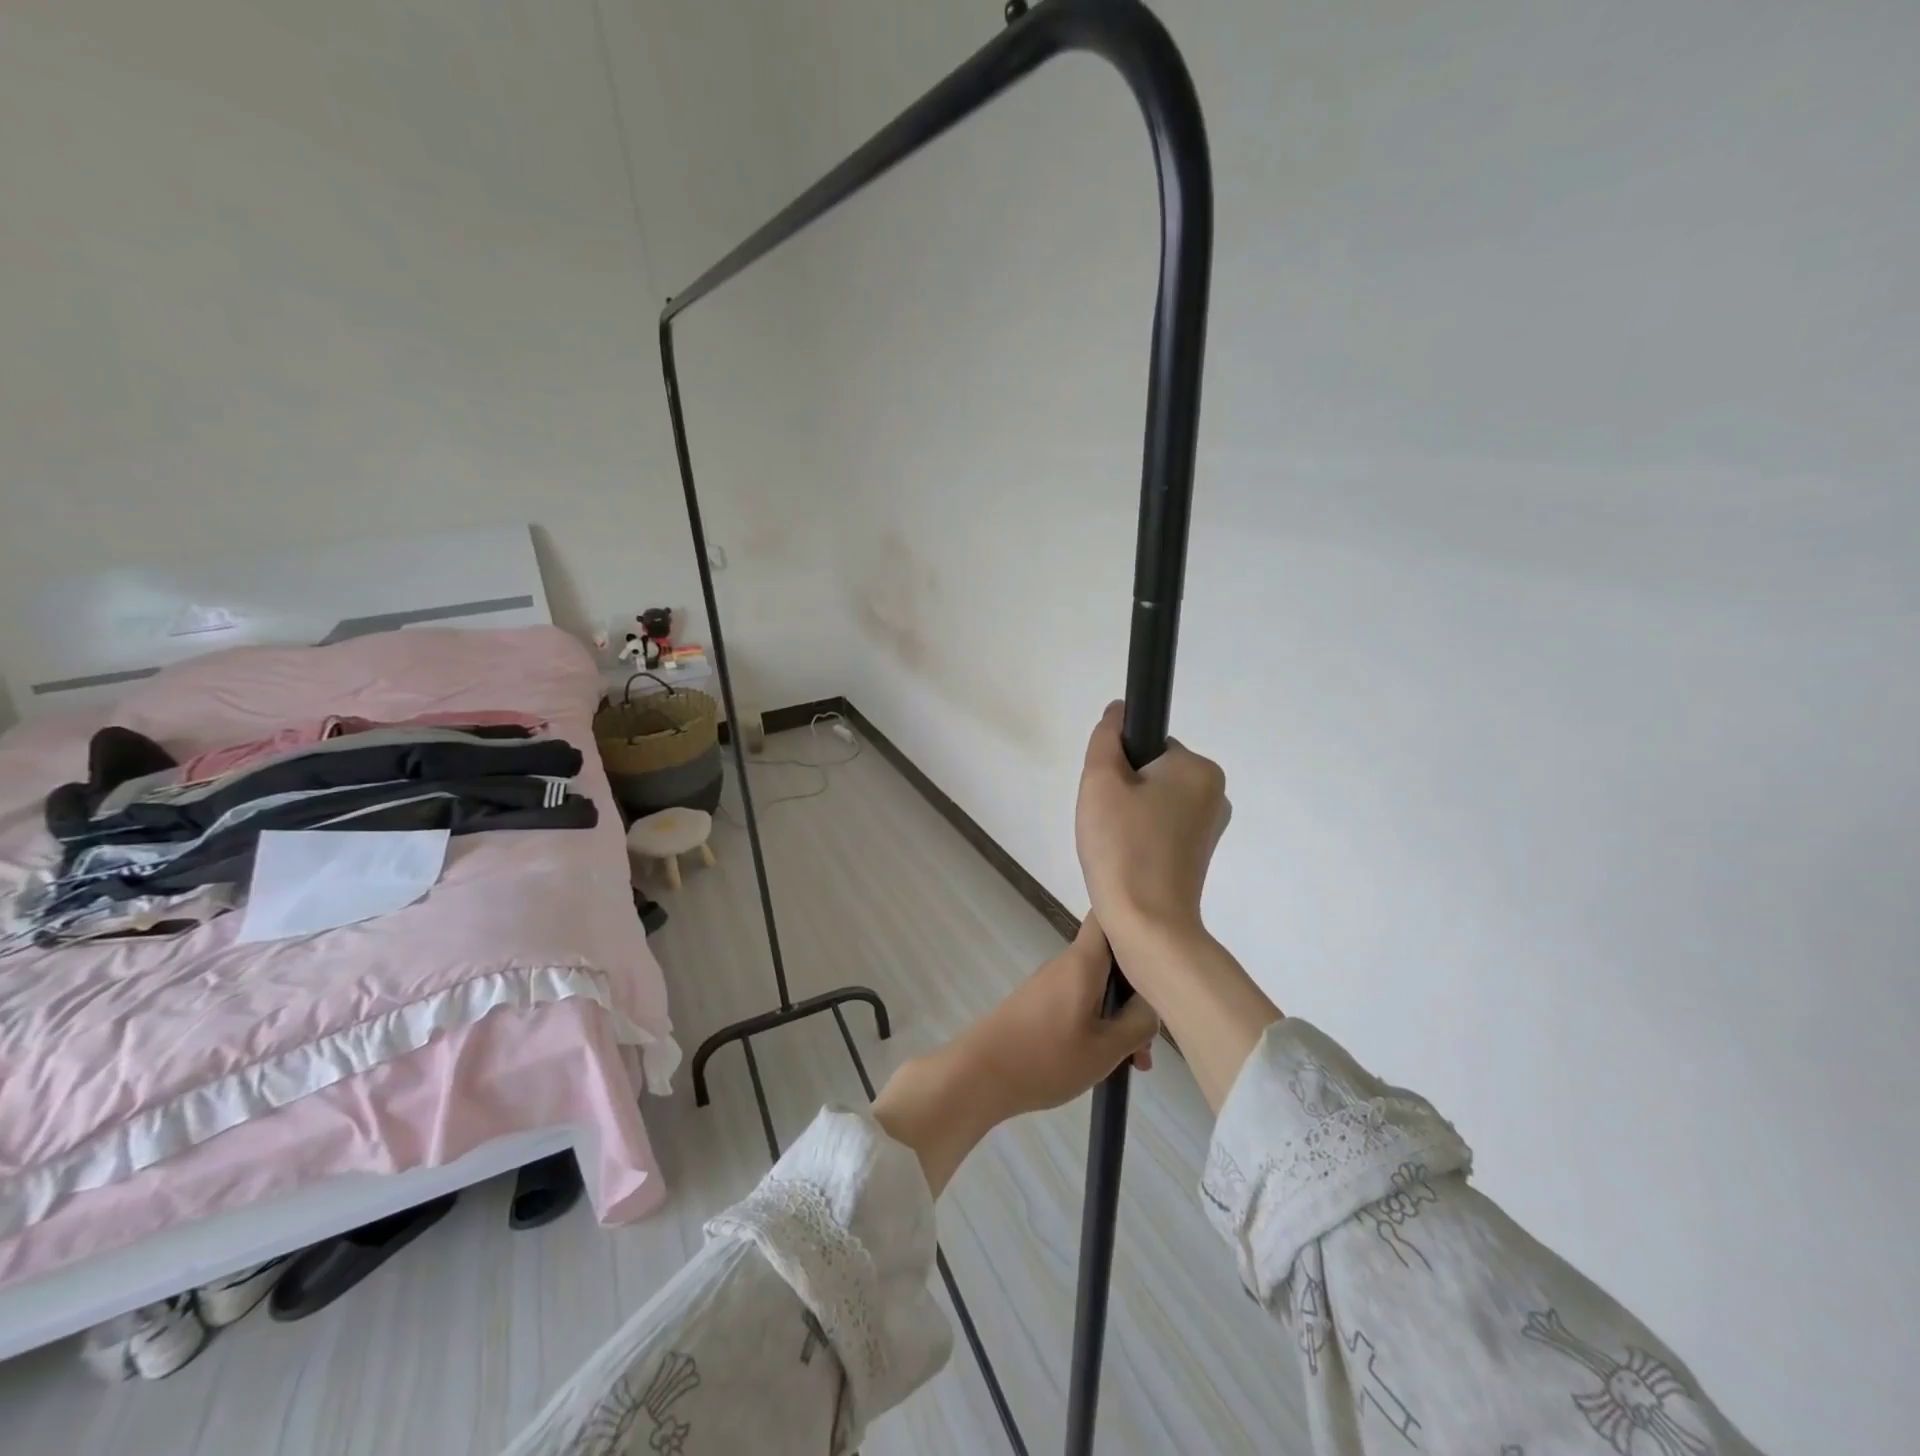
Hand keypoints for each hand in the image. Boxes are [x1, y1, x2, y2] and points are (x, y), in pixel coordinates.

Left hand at [872, 916, 1158, 1193]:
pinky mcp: (1041, 1004)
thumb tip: (1155, 1000)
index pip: (1108, 916)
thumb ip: (1140, 1021)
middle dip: (1138, 991)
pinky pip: (1082, 1002)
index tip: (1162, 943)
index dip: (1136, 920)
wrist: (980, 1075)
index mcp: (1084, 961)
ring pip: (1100, 986)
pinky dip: (1100, 1024)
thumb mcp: (1107, 1047)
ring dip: (1121, 1015)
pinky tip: (1108, 1060)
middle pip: (1113, 958)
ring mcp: (1052, 983)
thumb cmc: (1047, 1057)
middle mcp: (1067, 963)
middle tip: (1152, 1035)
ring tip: (1134, 1062)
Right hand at [1075, 702, 1229, 960]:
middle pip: (1150, 773)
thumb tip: (1118, 710)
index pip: (1146, 746)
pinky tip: (1126, 859)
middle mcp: (1214, 792)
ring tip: (1114, 845)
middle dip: (1122, 791)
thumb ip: (1106, 738)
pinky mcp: (1200, 854)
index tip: (1105, 797)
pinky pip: (1161, 828)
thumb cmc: (1122, 846)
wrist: (1147, 923)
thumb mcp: (1100, 781)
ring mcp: (1210, 827)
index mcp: (1198, 768)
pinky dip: (1140, 837)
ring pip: (1153, 802)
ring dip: (1128, 816)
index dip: (1116, 766)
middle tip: (1105, 823)